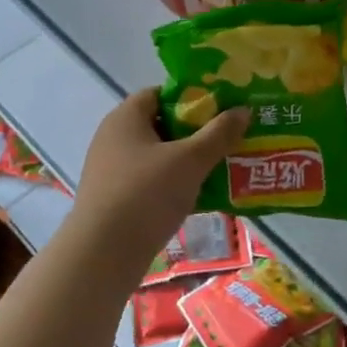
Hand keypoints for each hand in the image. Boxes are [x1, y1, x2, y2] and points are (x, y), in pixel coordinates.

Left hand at [71, 90, 249, 263]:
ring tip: (221, 169)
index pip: (160, 93)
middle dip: (195, 133)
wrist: (103, 253)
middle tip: (227, 140)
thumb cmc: (146, 194)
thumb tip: (242, 110)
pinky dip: (173, 186)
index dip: (191, 98)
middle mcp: (113, 138)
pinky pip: (149, 183)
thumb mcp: (190, 161)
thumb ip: (218, 134)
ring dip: (186, 163)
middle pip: (161, 125)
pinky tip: (199, 199)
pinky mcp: (114, 199)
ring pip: (157, 157)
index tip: (220, 110)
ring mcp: (111, 170)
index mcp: (126, 117)